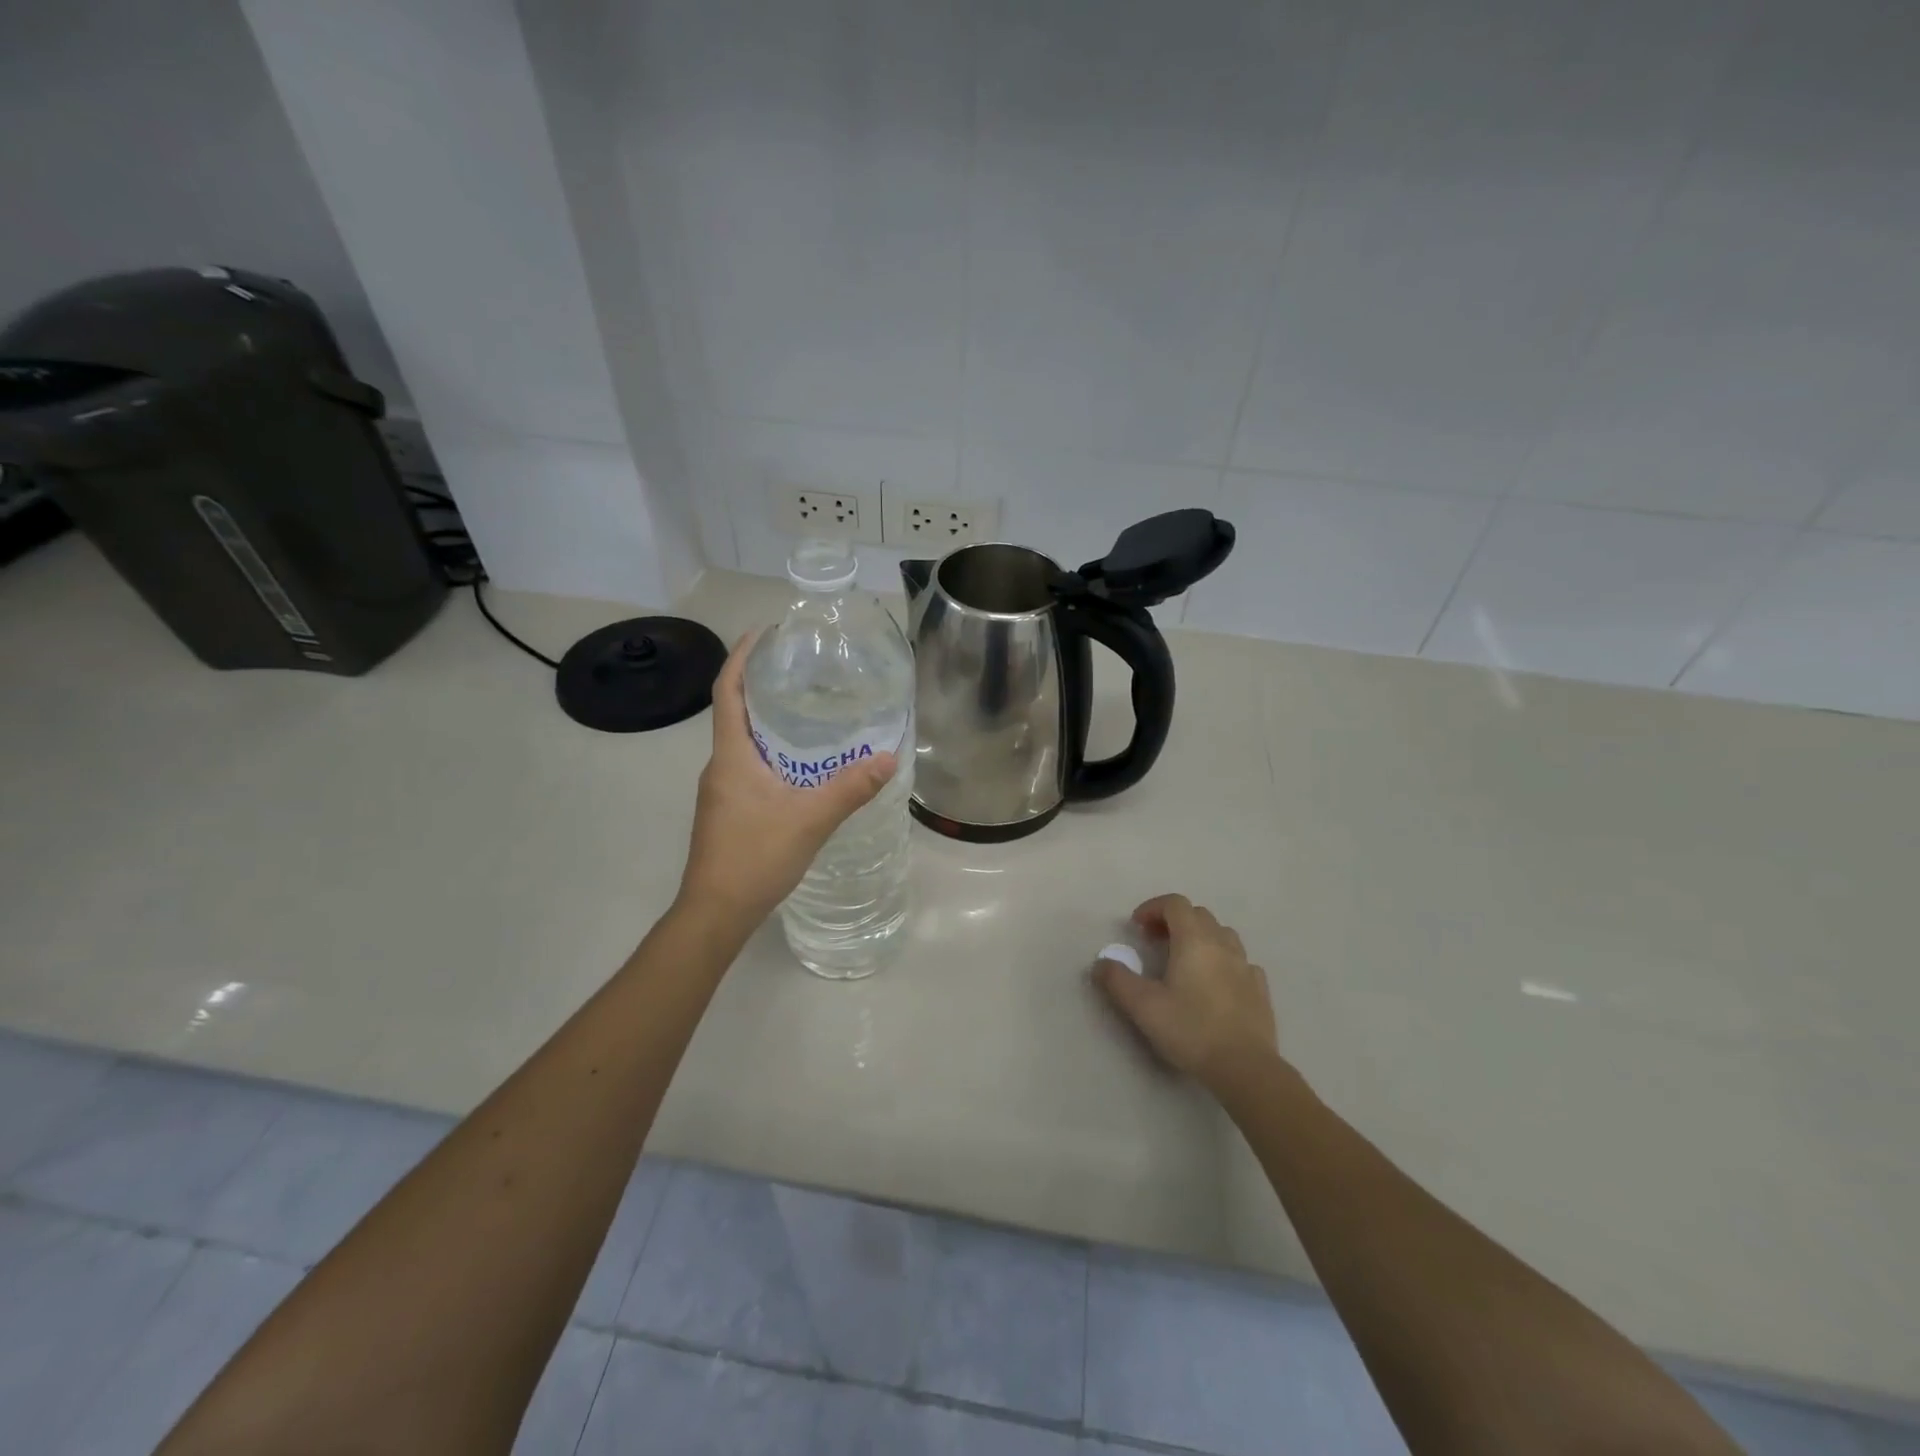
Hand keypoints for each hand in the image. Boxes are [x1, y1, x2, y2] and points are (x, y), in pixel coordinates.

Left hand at [678, 632, 897, 924]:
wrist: (715, 912)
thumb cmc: (754, 857)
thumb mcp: (810, 820)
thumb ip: (849, 789)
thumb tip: (888, 758)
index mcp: (731, 756)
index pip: (727, 692)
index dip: (741, 658)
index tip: (764, 633)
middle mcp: (720, 766)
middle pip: (736, 713)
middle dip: (763, 686)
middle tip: (802, 670)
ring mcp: (722, 791)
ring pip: (745, 743)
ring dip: (770, 722)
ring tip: (810, 711)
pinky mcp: (729, 811)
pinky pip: (751, 766)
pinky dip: (773, 753)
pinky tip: (803, 766)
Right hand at [1094, 894, 1278, 1089]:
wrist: (1245, 1068)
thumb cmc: (1191, 1030)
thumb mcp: (1143, 1006)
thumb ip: (1117, 980)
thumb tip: (1100, 963)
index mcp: (1194, 940)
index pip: (1175, 903)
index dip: (1153, 907)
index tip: (1137, 927)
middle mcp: (1222, 944)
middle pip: (1198, 915)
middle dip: (1173, 921)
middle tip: (1154, 942)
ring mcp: (1245, 966)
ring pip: (1222, 935)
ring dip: (1200, 937)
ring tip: (1185, 960)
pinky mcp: (1260, 989)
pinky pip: (1240, 961)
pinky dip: (1223, 961)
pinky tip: (1214, 983)